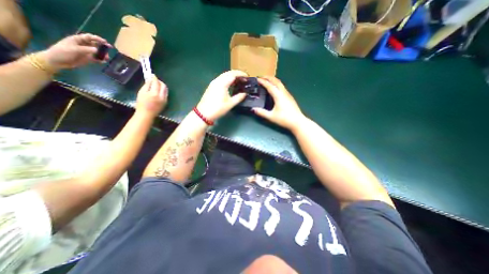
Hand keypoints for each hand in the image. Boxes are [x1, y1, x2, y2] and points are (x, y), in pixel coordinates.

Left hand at [40, 33, 109, 69]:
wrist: (57, 61)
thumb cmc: (62, 52)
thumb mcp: (73, 49)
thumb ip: (85, 49)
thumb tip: (97, 50)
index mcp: (78, 40)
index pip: (89, 37)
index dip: (97, 39)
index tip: (105, 42)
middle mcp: (83, 45)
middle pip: (95, 45)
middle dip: (102, 47)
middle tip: (108, 50)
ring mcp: (86, 52)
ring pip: (97, 52)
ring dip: (103, 54)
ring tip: (106, 58)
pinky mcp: (88, 59)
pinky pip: (97, 59)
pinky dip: (101, 60)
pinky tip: (103, 62)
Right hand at [136, 75, 168, 116]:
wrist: (147, 114)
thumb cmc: (141, 103)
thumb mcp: (141, 93)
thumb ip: (147, 85)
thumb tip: (150, 80)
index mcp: (155, 94)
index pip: (156, 83)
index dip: (154, 78)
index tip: (152, 75)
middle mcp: (162, 96)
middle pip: (164, 86)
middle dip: (159, 81)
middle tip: (154, 79)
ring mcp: (165, 99)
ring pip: (166, 90)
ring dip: (162, 86)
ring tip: (156, 84)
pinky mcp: (166, 102)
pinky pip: (165, 94)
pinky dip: (162, 90)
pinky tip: (158, 90)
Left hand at [196, 71, 248, 121]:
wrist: (204, 113)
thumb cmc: (218, 108)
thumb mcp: (230, 104)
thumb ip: (239, 97)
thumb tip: (245, 94)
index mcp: (222, 83)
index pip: (233, 74)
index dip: (241, 74)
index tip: (247, 77)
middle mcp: (217, 80)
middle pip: (228, 73)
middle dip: (237, 74)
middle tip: (244, 78)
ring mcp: (213, 83)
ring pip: (224, 76)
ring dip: (231, 76)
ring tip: (239, 81)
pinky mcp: (211, 86)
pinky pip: (220, 79)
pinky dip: (227, 79)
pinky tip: (230, 84)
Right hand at [252, 76, 304, 131]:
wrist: (298, 122)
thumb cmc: (284, 119)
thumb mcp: (271, 117)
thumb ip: (262, 112)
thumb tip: (253, 109)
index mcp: (278, 96)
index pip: (270, 86)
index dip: (263, 82)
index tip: (257, 79)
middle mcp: (284, 93)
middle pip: (276, 81)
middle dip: (269, 77)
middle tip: (261, 77)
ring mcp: (288, 94)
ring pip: (280, 83)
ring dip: (273, 80)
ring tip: (267, 81)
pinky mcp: (290, 97)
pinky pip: (282, 87)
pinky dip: (276, 84)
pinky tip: (274, 89)